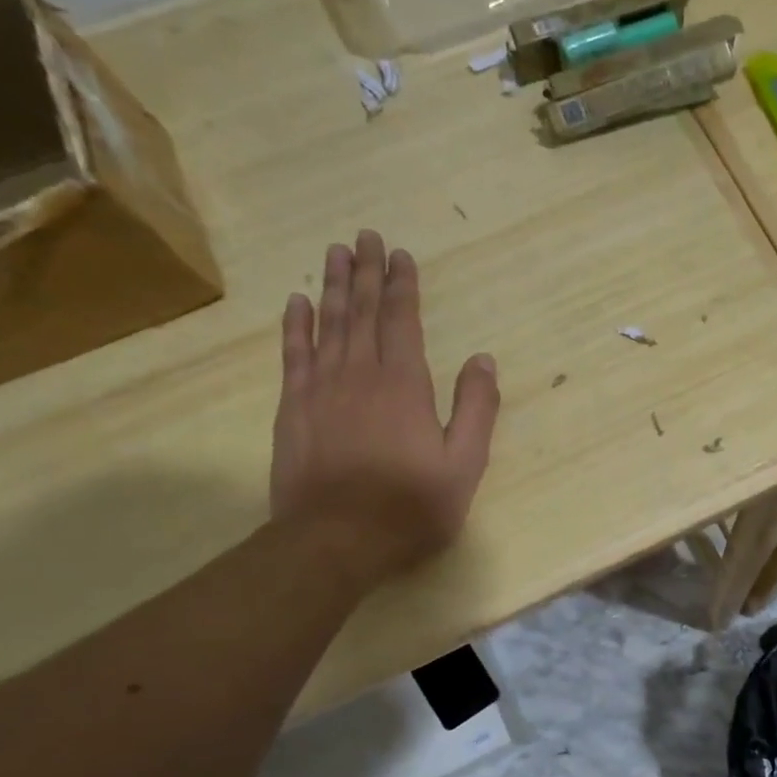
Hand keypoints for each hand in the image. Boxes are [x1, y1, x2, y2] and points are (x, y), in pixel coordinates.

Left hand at [270, 230, 499, 580]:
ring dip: (334, 287)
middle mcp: (360, 374)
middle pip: (363, 312)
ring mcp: (321, 389)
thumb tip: (482, 359)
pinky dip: (296, 325)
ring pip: (329, 324)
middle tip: (364, 236)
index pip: (402, 321)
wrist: (336, 540)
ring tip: (335, 254)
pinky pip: (294, 354)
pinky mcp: (294, 409)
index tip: (400, 253)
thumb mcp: (464, 466)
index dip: (402, 285)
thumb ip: (476, 409)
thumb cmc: (410, 507)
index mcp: (405, 385)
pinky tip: (298, 302)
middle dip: (367, 272)